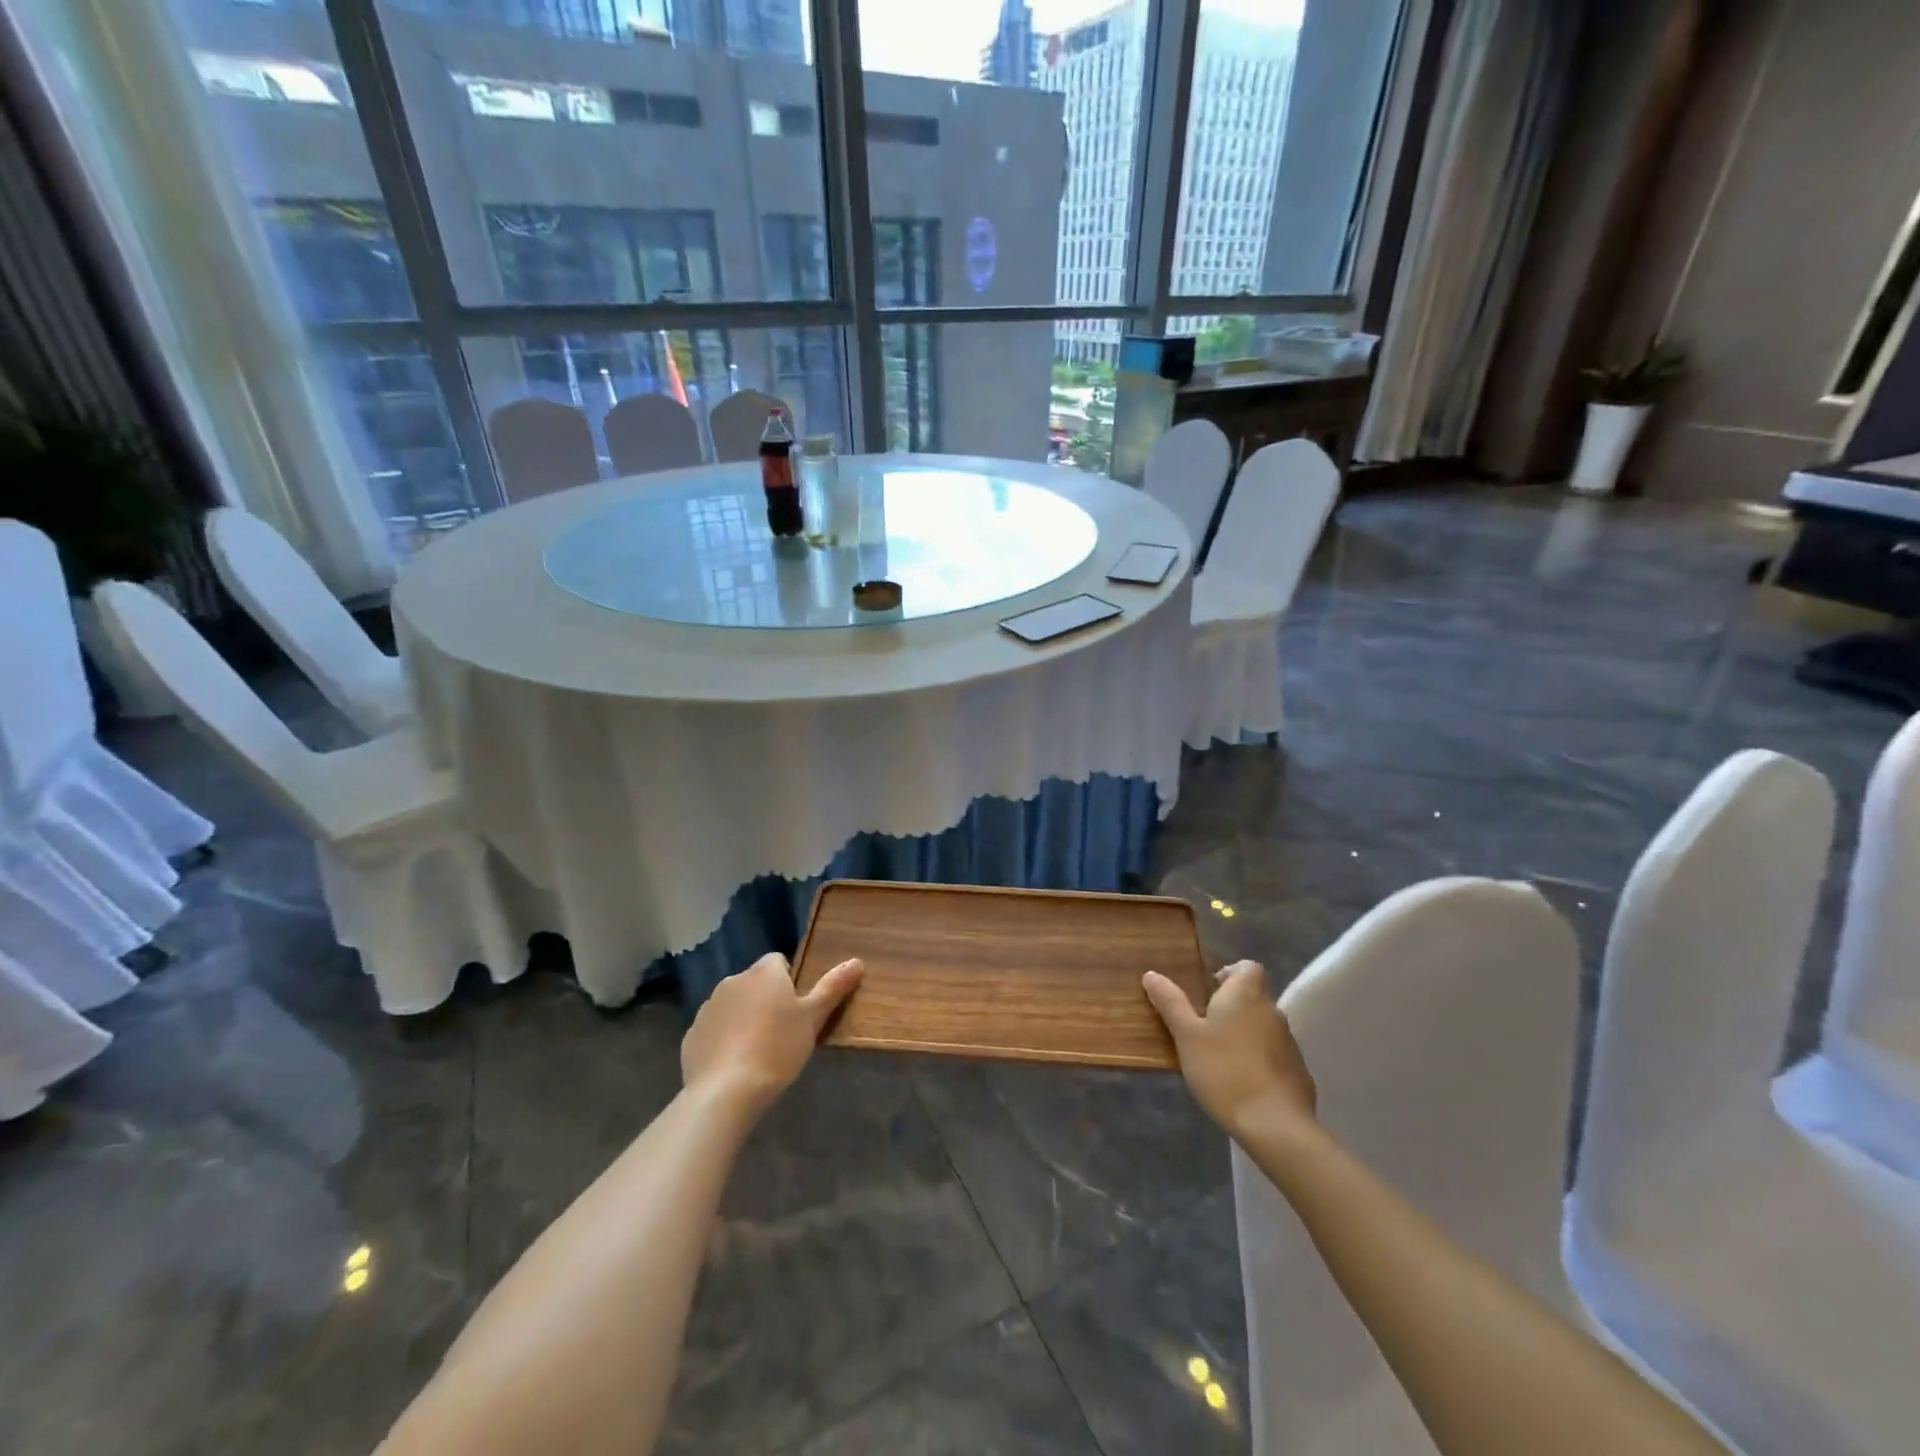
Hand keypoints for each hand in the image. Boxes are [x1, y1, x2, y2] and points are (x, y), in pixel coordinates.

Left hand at [682, 953, 863, 1116]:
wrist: (726, 1090)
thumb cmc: (777, 1047)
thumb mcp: (813, 1018)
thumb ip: (833, 987)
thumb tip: (856, 961)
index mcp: (763, 973)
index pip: (778, 962)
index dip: (789, 982)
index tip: (797, 1009)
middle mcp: (733, 981)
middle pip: (755, 983)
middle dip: (765, 1000)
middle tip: (782, 1032)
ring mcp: (708, 1008)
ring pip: (733, 1006)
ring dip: (743, 1018)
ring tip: (757, 1052)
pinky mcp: (692, 1035)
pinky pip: (713, 1030)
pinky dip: (723, 1040)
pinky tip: (734, 1065)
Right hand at [1144, 961, 1316, 1139]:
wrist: (1275, 1125)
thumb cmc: (1224, 1071)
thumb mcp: (1186, 1036)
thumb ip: (1170, 1003)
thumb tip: (1151, 974)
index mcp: (1246, 994)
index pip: (1246, 967)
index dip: (1227, 974)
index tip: (1207, 994)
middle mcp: (1272, 1010)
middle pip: (1252, 996)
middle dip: (1230, 1008)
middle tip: (1202, 1029)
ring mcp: (1289, 1042)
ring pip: (1262, 1026)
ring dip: (1244, 1034)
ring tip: (1218, 1059)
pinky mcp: (1298, 1071)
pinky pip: (1273, 1054)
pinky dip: (1258, 1060)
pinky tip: (1240, 1083)